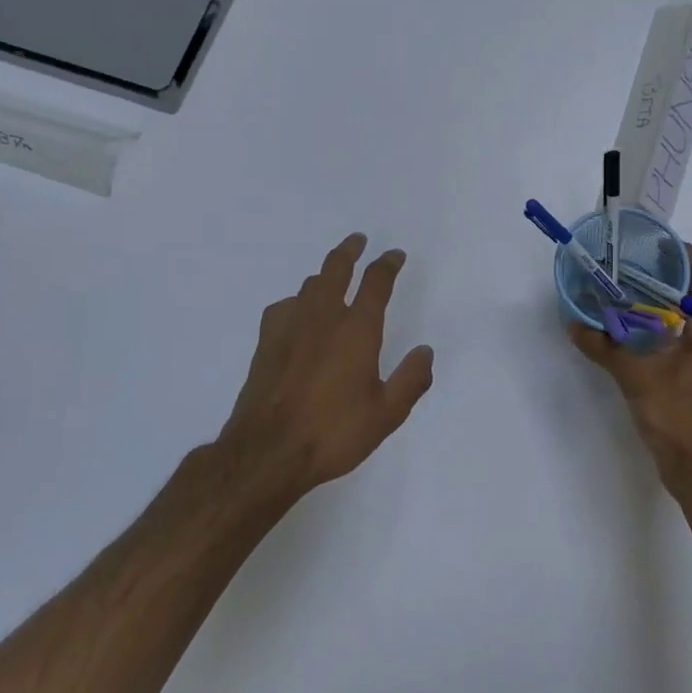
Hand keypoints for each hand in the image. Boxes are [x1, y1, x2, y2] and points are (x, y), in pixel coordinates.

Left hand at [220, 233, 435, 497]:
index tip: (395, 255)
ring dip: (325, 274)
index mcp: (357, 329)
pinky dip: (297, 302)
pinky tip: (298, 314)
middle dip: (350, 250)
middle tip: (358, 240)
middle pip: (336, 268)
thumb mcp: (386, 414)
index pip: (376, 282)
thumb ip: (411, 380)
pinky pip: (285, 307)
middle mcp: (324, 317)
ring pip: (310, 285)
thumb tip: (425, 351)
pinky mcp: (266, 342)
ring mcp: (290, 326)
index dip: (387, 264)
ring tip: (333, 276)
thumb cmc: (333, 433)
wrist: (267, 452)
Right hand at [568, 246, 691, 496]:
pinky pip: (671, 343)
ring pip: (681, 320)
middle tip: (625, 265)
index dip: (687, 254)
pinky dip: (650, 332)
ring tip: (619, 294)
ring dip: (654, 305)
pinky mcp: (689, 381)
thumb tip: (574, 323)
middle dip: (661, 276)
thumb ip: (605, 348)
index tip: (655, 243)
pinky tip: (624, 336)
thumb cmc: (678, 418)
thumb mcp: (636, 378)